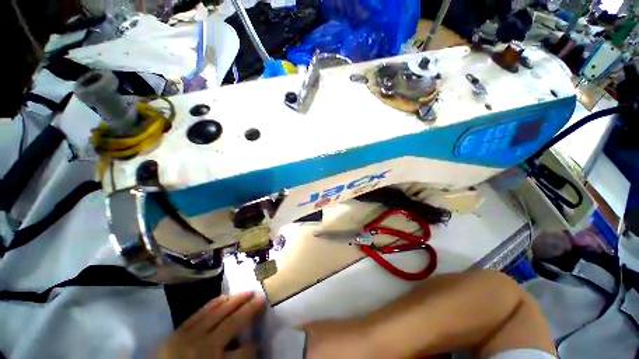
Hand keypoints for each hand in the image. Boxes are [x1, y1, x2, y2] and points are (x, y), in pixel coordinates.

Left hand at [158, 292, 265, 358]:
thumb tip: (249, 346)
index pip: (243, 352)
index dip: (253, 346)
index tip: (258, 341)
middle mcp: (201, 348)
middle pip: (231, 323)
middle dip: (248, 308)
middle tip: (260, 296)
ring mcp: (185, 338)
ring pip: (215, 313)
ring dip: (233, 301)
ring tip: (246, 292)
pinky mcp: (175, 333)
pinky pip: (198, 313)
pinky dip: (212, 304)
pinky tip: (223, 297)